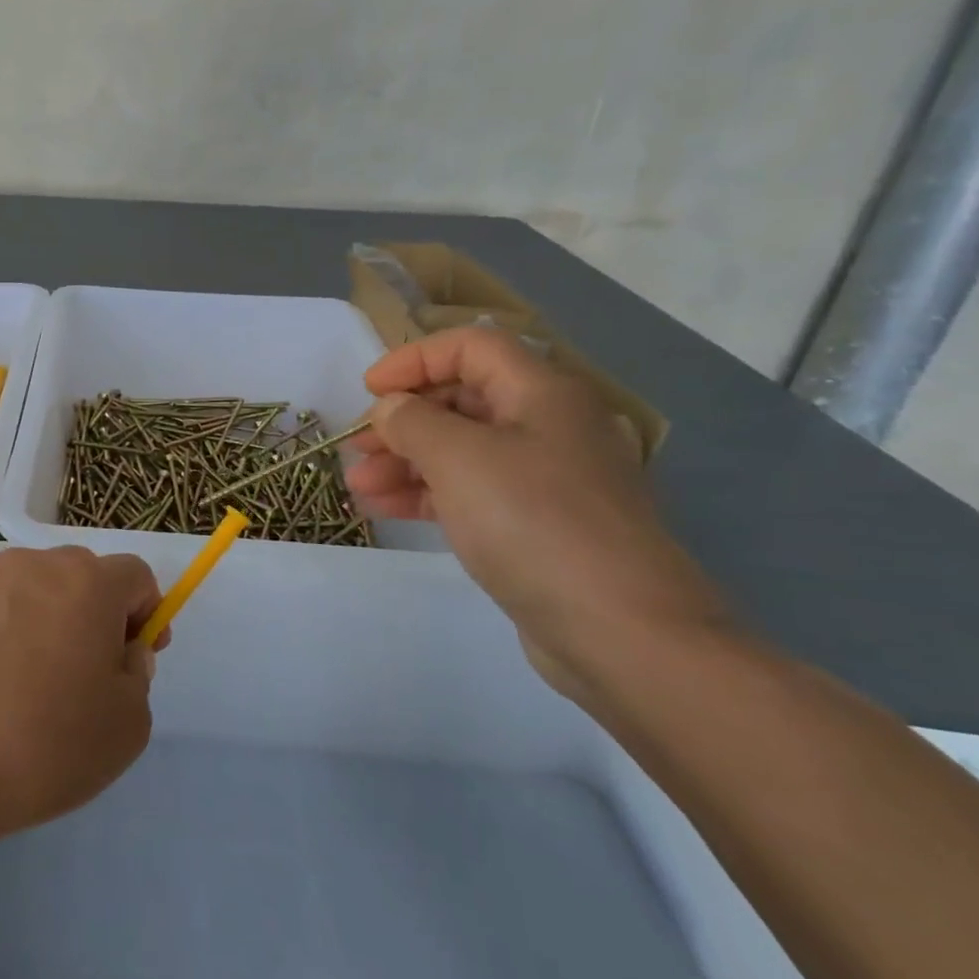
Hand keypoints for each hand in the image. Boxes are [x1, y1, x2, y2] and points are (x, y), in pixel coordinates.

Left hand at [0, 546, 162, 847]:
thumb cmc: (43, 741)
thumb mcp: (126, 725)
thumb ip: (138, 675)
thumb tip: (121, 650)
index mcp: (88, 581)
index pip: (136, 576)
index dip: (147, 614)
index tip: (134, 659)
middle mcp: (39, 565)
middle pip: (87, 577)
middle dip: (101, 616)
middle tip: (91, 677)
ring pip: (44, 591)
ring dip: (57, 622)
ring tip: (41, 686)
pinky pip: (5, 609)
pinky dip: (16, 633)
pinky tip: (1, 686)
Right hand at [344, 326, 722, 694]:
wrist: (622, 631)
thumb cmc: (534, 522)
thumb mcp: (458, 457)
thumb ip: (411, 420)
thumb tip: (391, 409)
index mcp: (543, 394)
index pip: (470, 347)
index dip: (414, 359)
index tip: (368, 390)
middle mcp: (550, 427)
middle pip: (463, 400)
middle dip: (402, 420)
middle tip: (356, 447)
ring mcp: (547, 480)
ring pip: (462, 451)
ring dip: (405, 461)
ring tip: (358, 486)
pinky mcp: (539, 525)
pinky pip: (473, 492)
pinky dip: (428, 494)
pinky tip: (385, 509)